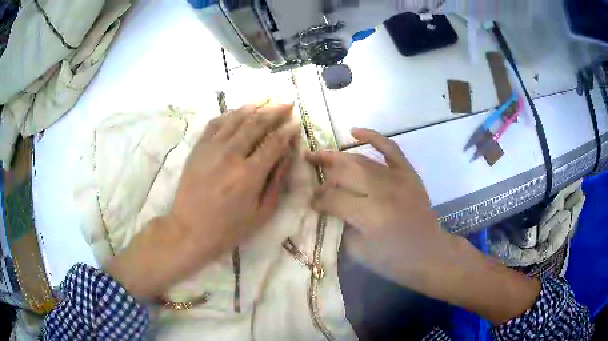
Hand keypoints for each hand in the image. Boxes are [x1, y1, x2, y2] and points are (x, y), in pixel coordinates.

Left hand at [107, 103, 299, 300]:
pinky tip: (238, 110)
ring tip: (266, 98)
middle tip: (286, 102)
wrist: (189, 229)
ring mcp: (212, 148)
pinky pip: (215, 123)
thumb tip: (286, 155)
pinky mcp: (198, 148)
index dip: (287, 129)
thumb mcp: (261, 213)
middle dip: (275, 110)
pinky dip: (229, 113)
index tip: (296, 121)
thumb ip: (276, 182)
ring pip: (236, 118)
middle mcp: (231, 154)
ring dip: (254, 106)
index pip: (274, 142)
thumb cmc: (228, 228)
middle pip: (256, 123)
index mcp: (249, 174)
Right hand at [307, 128, 539, 324]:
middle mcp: (383, 192)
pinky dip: (373, 136)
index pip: (333, 199)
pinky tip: (354, 131)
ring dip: (338, 157)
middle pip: (344, 172)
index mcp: (369, 216)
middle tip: (308, 169)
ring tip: (320, 155)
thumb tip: (327, 208)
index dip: (317, 199)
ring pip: (360, 161)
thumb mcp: (359, 252)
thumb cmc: (394, 261)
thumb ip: (341, 226)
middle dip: (323, 170)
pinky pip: (390, 148)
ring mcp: (398, 179)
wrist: (429, 253)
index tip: (309, 201)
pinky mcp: (409, 174)